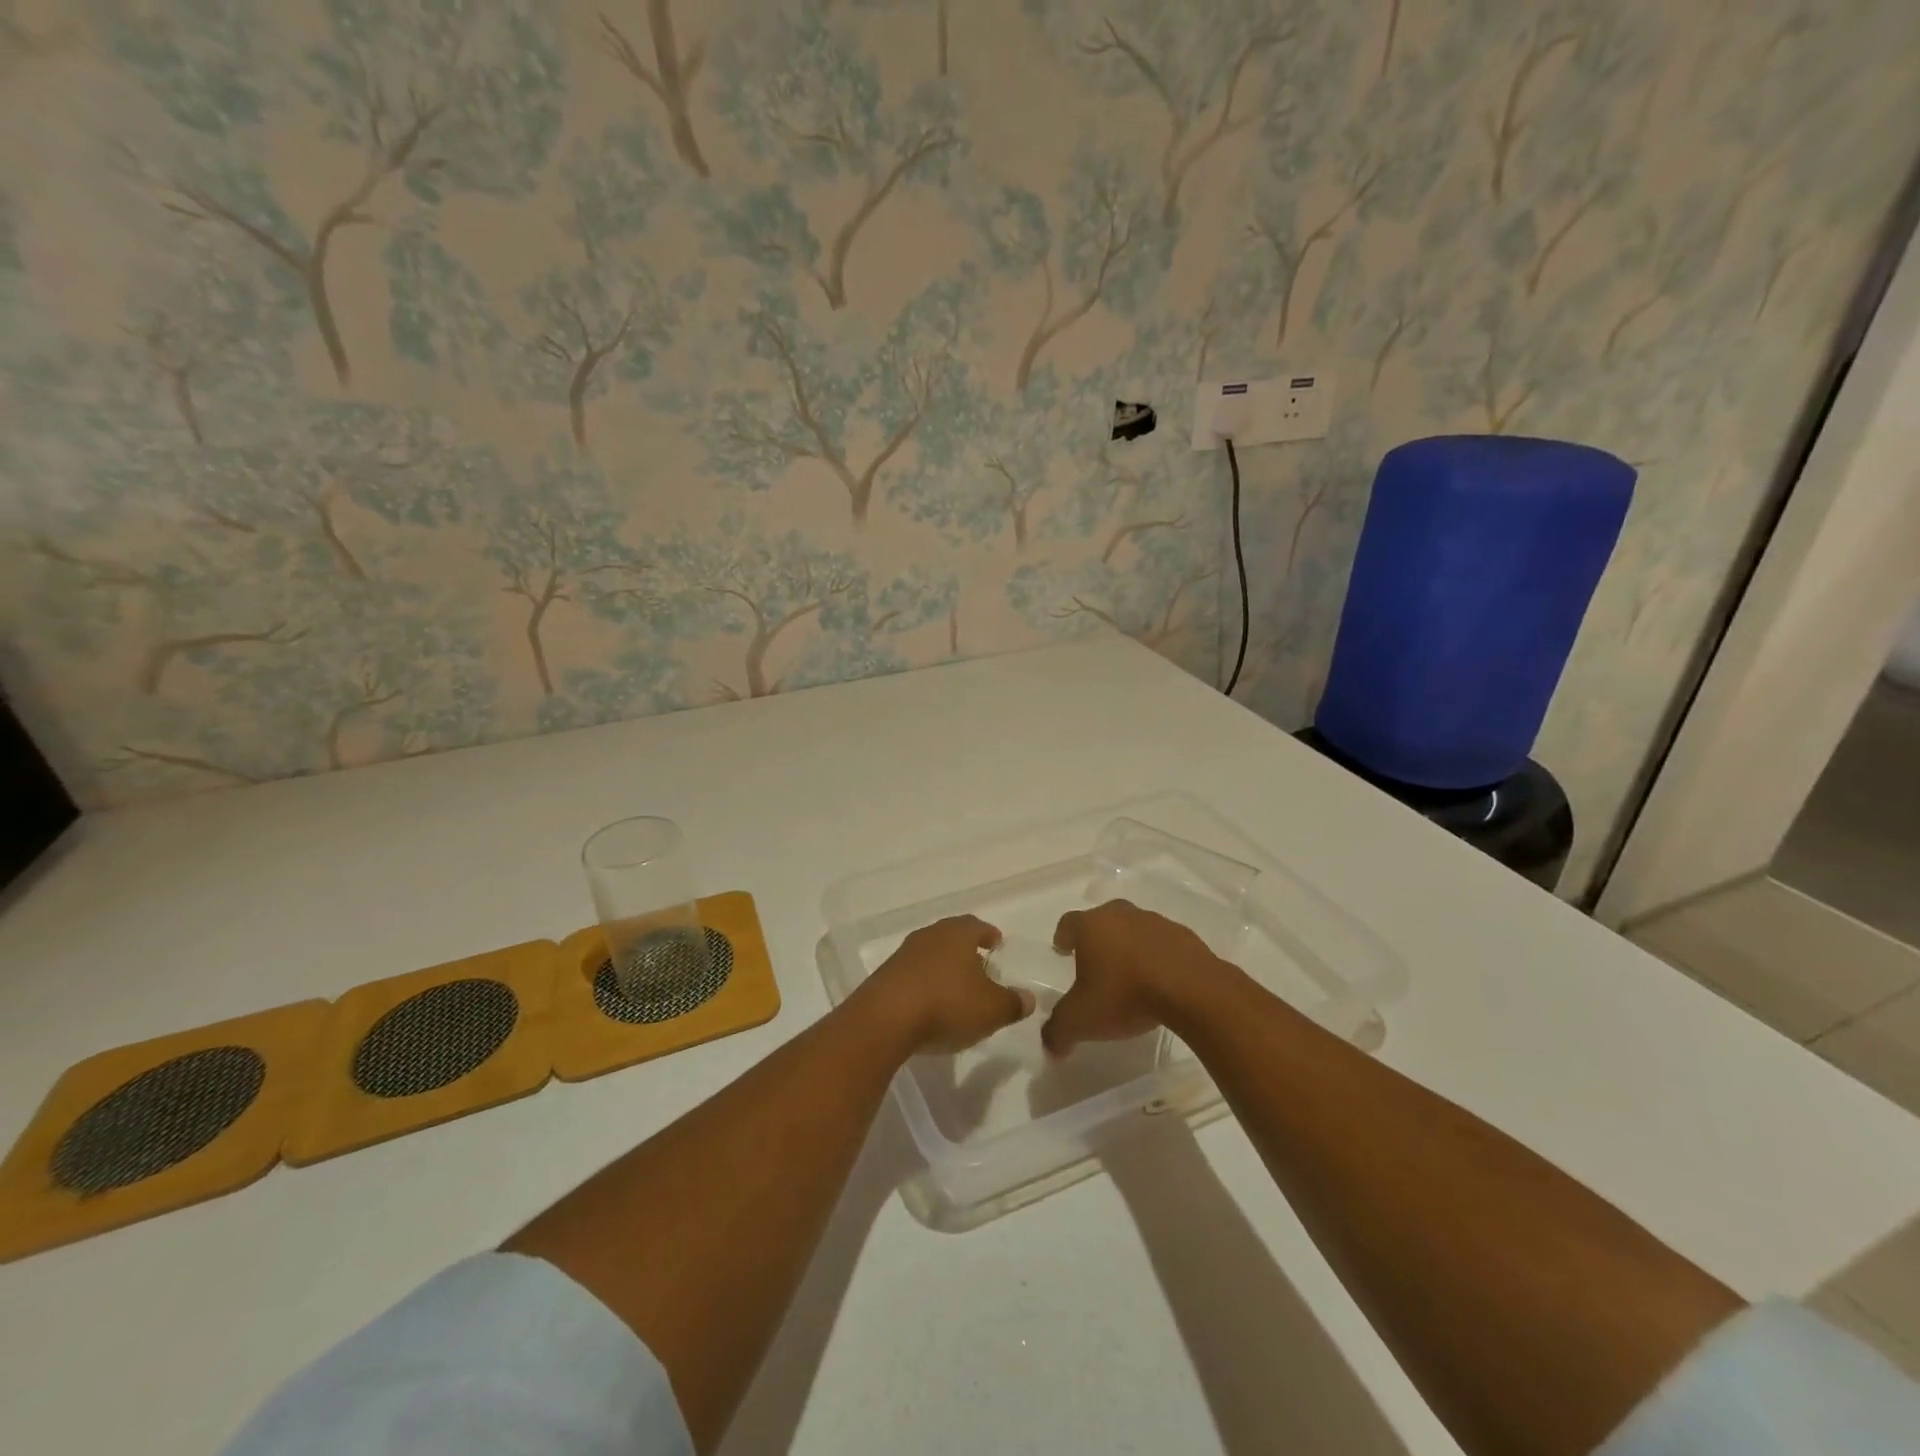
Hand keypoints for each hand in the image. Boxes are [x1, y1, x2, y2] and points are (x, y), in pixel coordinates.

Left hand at [862, 915, 1034, 1055]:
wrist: (884, 1020)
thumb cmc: (947, 1004)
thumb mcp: (992, 1009)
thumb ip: (1013, 1003)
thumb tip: (1028, 998)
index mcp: (957, 933)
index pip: (977, 925)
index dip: (989, 934)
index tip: (997, 944)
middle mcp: (929, 936)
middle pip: (951, 937)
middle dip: (966, 950)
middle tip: (980, 966)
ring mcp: (903, 955)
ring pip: (931, 955)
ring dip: (943, 968)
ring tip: (956, 988)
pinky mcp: (885, 977)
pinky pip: (912, 975)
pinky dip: (925, 985)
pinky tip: (930, 1005)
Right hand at [1043, 901, 1222, 1056]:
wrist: (1191, 989)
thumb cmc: (1125, 995)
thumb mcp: (1081, 1021)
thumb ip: (1058, 1031)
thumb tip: (1049, 1046)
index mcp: (1091, 926)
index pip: (1069, 922)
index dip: (1063, 935)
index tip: (1062, 948)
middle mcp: (1121, 915)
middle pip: (1103, 918)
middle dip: (1097, 936)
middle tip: (1094, 959)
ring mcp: (1156, 922)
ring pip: (1135, 928)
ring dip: (1130, 945)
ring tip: (1130, 972)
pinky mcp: (1185, 936)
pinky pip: (1164, 943)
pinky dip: (1158, 956)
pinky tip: (1161, 980)